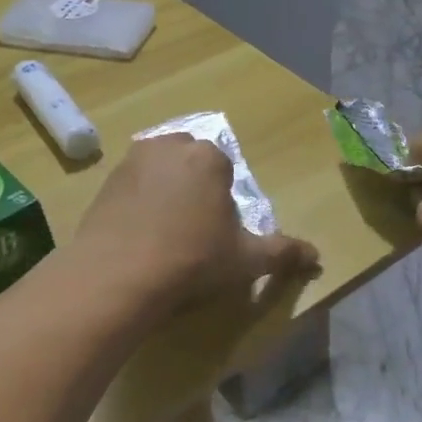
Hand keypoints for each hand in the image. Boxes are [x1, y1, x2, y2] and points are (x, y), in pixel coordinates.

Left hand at [74, 135, 318, 306]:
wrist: (118, 275)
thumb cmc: (193, 260)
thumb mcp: (246, 260)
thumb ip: (283, 252)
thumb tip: (317, 257)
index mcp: (208, 157)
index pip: (224, 169)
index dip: (223, 201)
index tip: (217, 231)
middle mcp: (169, 146)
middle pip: (191, 163)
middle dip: (194, 187)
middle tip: (193, 230)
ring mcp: (132, 160)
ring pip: (159, 170)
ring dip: (165, 191)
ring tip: (164, 233)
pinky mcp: (104, 181)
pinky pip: (131, 186)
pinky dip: (137, 203)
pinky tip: (137, 235)